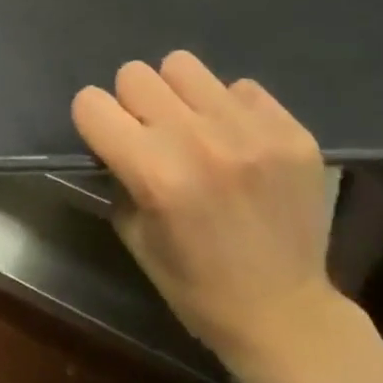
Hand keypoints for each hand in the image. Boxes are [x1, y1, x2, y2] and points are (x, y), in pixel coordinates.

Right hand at [71, 52, 343, 382]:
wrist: (287, 317)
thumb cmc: (197, 287)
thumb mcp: (133, 233)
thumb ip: (119, 172)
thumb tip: (117, 132)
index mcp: (154, 173)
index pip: (91, 102)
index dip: (95, 121)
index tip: (109, 139)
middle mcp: (198, 141)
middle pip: (134, 74)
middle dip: (134, 103)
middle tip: (154, 135)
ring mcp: (249, 131)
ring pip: (183, 65)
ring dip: (179, 95)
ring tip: (197, 129)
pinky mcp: (290, 131)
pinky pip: (241, 86)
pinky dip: (231, 110)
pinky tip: (241, 145)